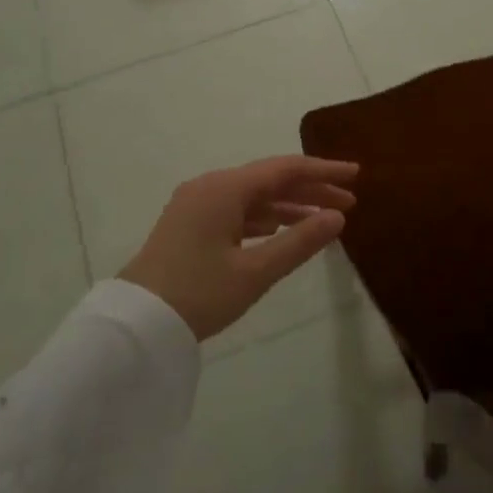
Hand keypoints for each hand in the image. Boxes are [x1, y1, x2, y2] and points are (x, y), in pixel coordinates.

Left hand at [119, 156, 359, 340]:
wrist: (136, 324)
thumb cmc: (198, 295)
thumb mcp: (255, 272)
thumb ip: (299, 242)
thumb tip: (337, 217)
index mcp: (225, 188)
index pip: (284, 169)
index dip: (322, 170)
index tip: (356, 174)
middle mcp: (210, 186)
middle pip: (269, 179)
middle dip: (310, 188)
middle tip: (348, 201)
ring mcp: (196, 204)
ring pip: (252, 195)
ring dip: (288, 204)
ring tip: (324, 217)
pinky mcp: (189, 223)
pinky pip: (236, 210)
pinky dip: (264, 217)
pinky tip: (282, 228)